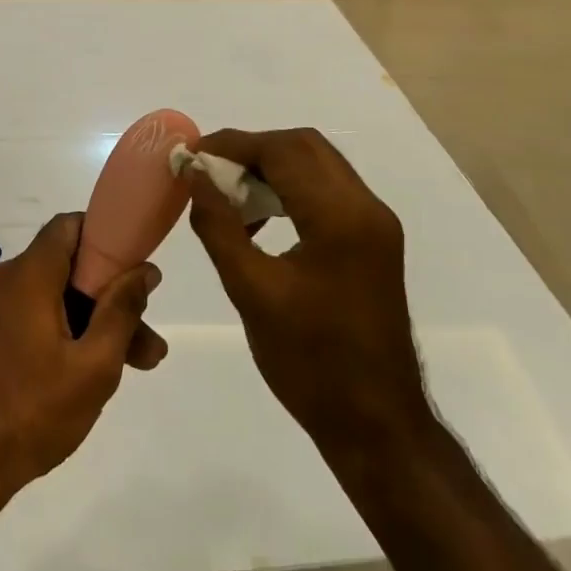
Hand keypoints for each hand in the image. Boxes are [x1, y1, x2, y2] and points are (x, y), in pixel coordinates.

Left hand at [0, 213, 164, 502]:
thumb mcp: (93, 367)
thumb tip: (144, 268)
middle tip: (146, 342)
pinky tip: (89, 371)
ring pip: (53, 296)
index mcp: (27, 275)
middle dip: (109, 298)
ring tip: (134, 366)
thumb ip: (122, 311)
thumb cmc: (30, 415)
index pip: (70, 225)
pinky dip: (62, 331)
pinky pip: (31, 314)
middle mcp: (3, 278)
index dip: (107, 237)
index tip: (135, 268)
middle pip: (67, 267)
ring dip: (91, 322)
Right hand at [186, 130, 428, 478]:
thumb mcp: (251, 292)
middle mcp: (366, 207)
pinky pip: (327, 192)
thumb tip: (194, 175)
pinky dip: (290, 189)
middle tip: (209, 171)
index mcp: (340, 217)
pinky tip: (260, 221)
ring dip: (271, 168)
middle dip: (253, 150)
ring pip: (317, 165)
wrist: (377, 425)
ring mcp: (375, 224)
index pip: (283, 150)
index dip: (233, 144)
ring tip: (228, 195)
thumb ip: (218, 225)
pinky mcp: (373, 241)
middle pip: (304, 146)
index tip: (193, 155)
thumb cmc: (310, 363)